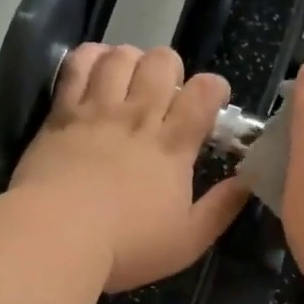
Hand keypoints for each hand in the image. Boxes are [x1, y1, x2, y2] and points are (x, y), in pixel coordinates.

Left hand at [12, 44, 248, 292]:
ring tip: (130, 80)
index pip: (204, 92)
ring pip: (121, 56)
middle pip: (162, 62)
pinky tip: (96, 67)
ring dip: (132, 60)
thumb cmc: (126, 246)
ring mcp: (97, 110)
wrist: (55, 237)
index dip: (214, 87)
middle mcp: (138, 116)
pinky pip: (78, 66)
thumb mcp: (188, 241)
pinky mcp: (62, 113)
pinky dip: (91, 57)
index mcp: (172, 145)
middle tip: (167, 93)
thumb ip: (221, 209)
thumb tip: (247, 182)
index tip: (212, 102)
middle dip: (172, 68)